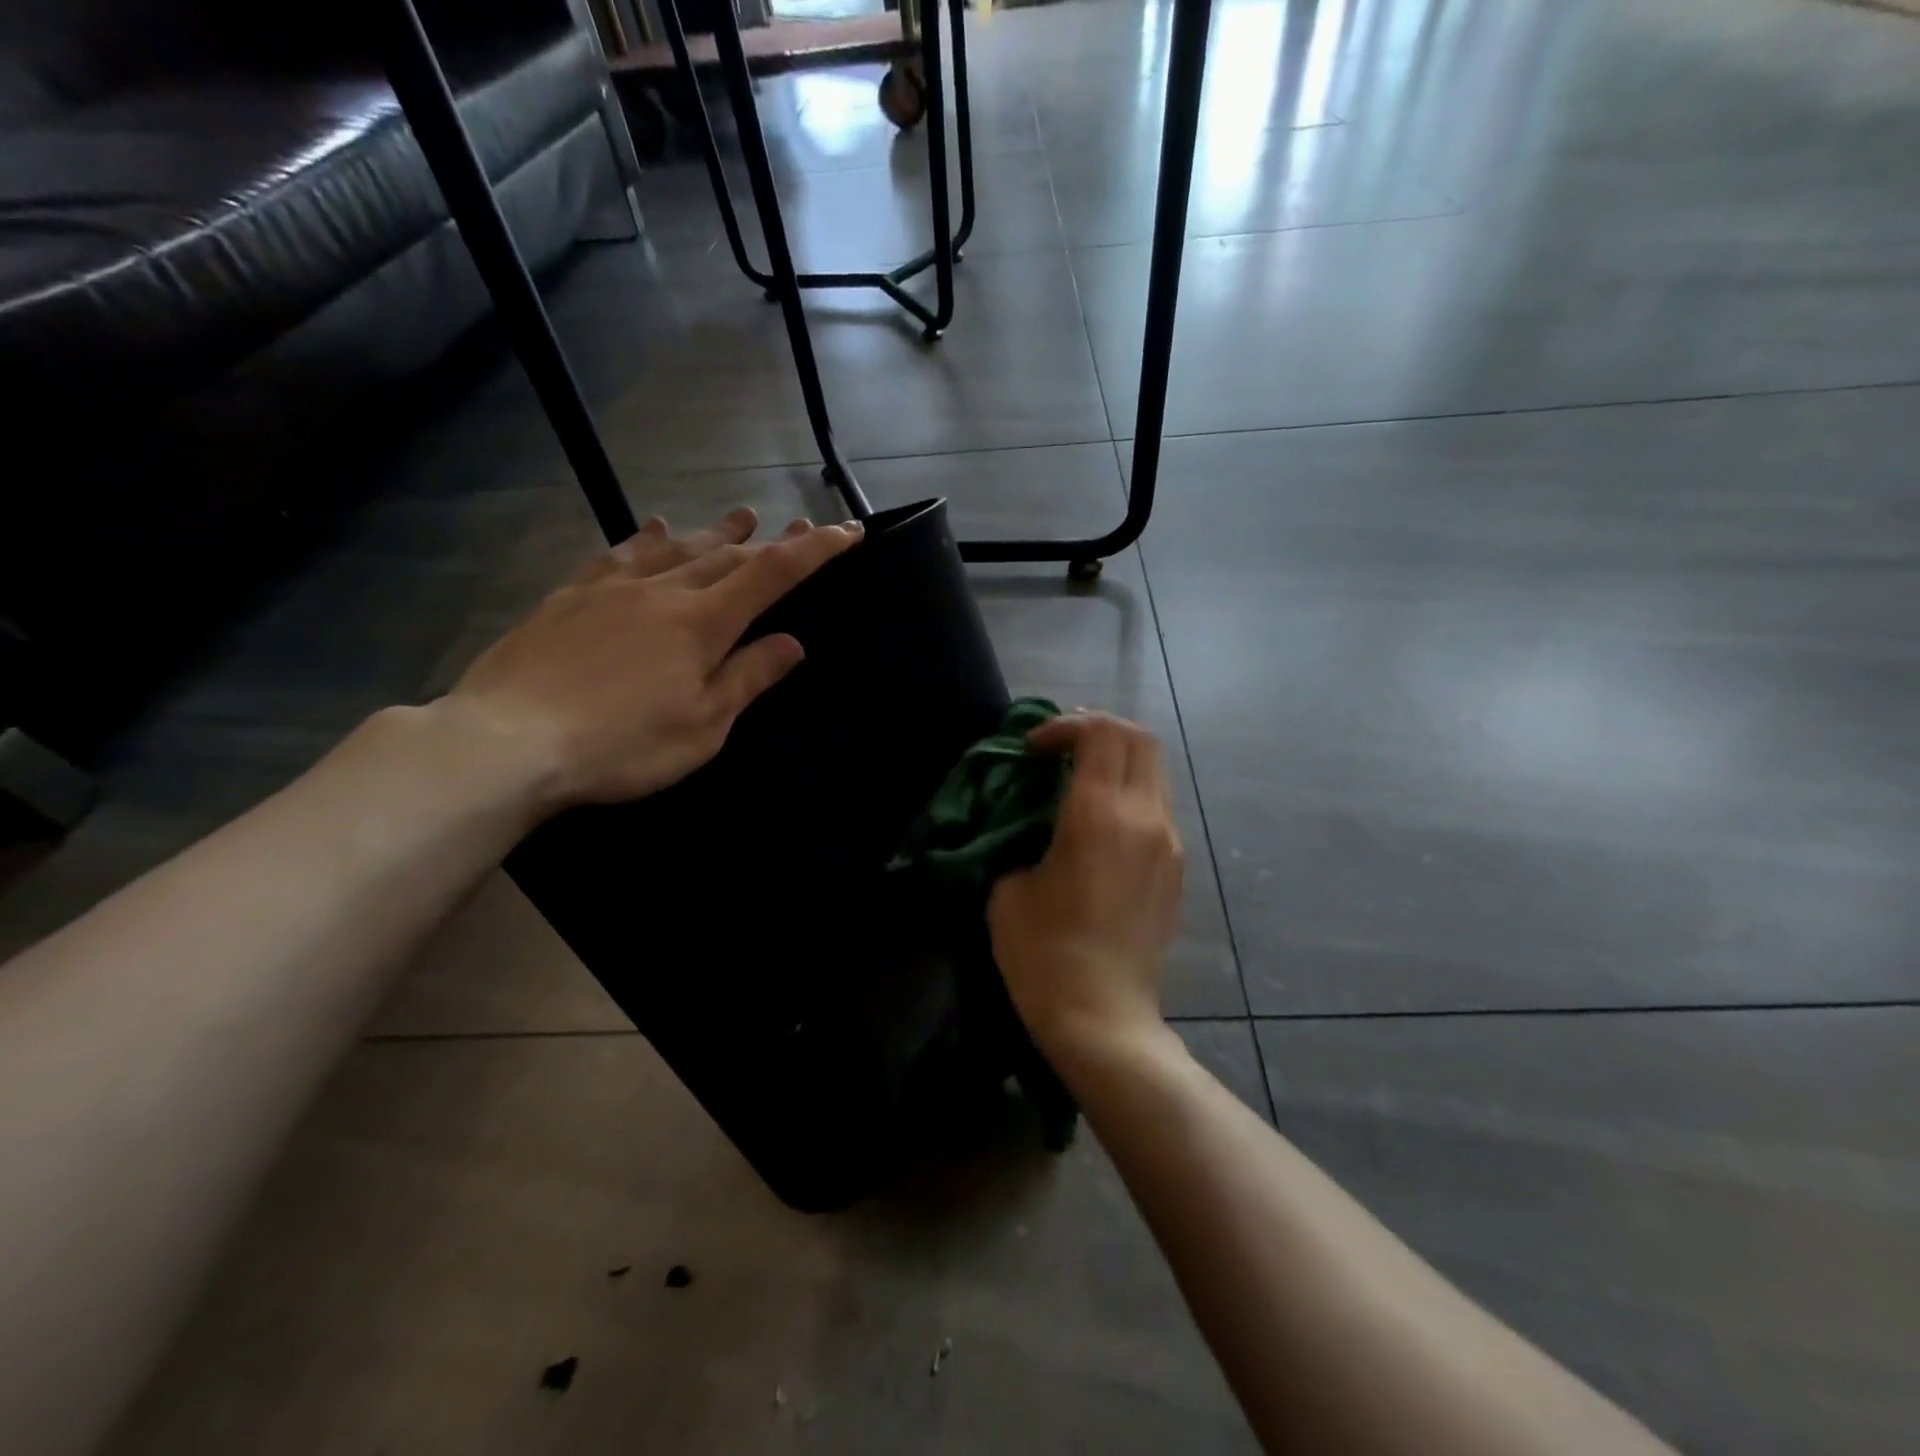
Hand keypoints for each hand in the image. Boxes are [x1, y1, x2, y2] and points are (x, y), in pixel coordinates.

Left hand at [446, 507, 860, 809]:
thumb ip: (747, 678)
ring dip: (713, 533)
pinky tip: (653, 530)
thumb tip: (791, 643)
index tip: (848, 531)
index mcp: (701, 623)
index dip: (814, 550)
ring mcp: (610, 589)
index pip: (771, 575)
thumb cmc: (622, 745)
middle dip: (767, 541)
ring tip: (739, 517)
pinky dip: (645, 539)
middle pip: (726, 556)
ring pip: (674, 549)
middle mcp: (661, 592)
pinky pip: (617, 556)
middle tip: (796, 525)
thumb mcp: (702, 725)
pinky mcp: (568, 598)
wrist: (507, 742)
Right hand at [988, 712, 1184, 1056]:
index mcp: (1099, 814)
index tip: (1032, 750)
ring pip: (1154, 771)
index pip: (1100, 733)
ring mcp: (1169, 843)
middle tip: (1061, 748)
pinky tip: (1100, 824)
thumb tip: (1032, 822)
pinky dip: (1130, 793)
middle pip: (1139, 739)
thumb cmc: (1044, 953)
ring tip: (1079, 780)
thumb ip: (1021, 838)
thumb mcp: (1009, 887)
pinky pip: (1158, 807)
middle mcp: (1145, 817)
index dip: (1064, 726)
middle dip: (1098, 729)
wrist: (1102, 1017)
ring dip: (1118, 761)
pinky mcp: (1177, 869)